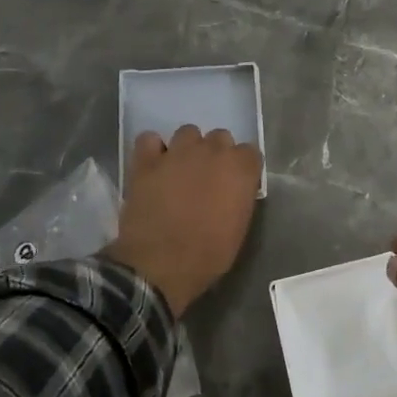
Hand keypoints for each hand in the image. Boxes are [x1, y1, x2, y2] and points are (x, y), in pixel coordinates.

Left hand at [107, 125, 261, 314]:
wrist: (161, 264)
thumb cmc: (208, 254)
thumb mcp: (239, 228)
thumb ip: (239, 198)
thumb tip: (233, 191)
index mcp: (240, 169)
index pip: (250, 152)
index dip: (242, 168)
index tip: (235, 184)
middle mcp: (212, 151)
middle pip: (220, 137)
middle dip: (216, 154)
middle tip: (207, 178)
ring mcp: (178, 152)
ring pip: (188, 132)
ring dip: (187, 148)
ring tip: (179, 170)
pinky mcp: (146, 160)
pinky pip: (149, 139)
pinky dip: (152, 150)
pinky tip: (153, 166)